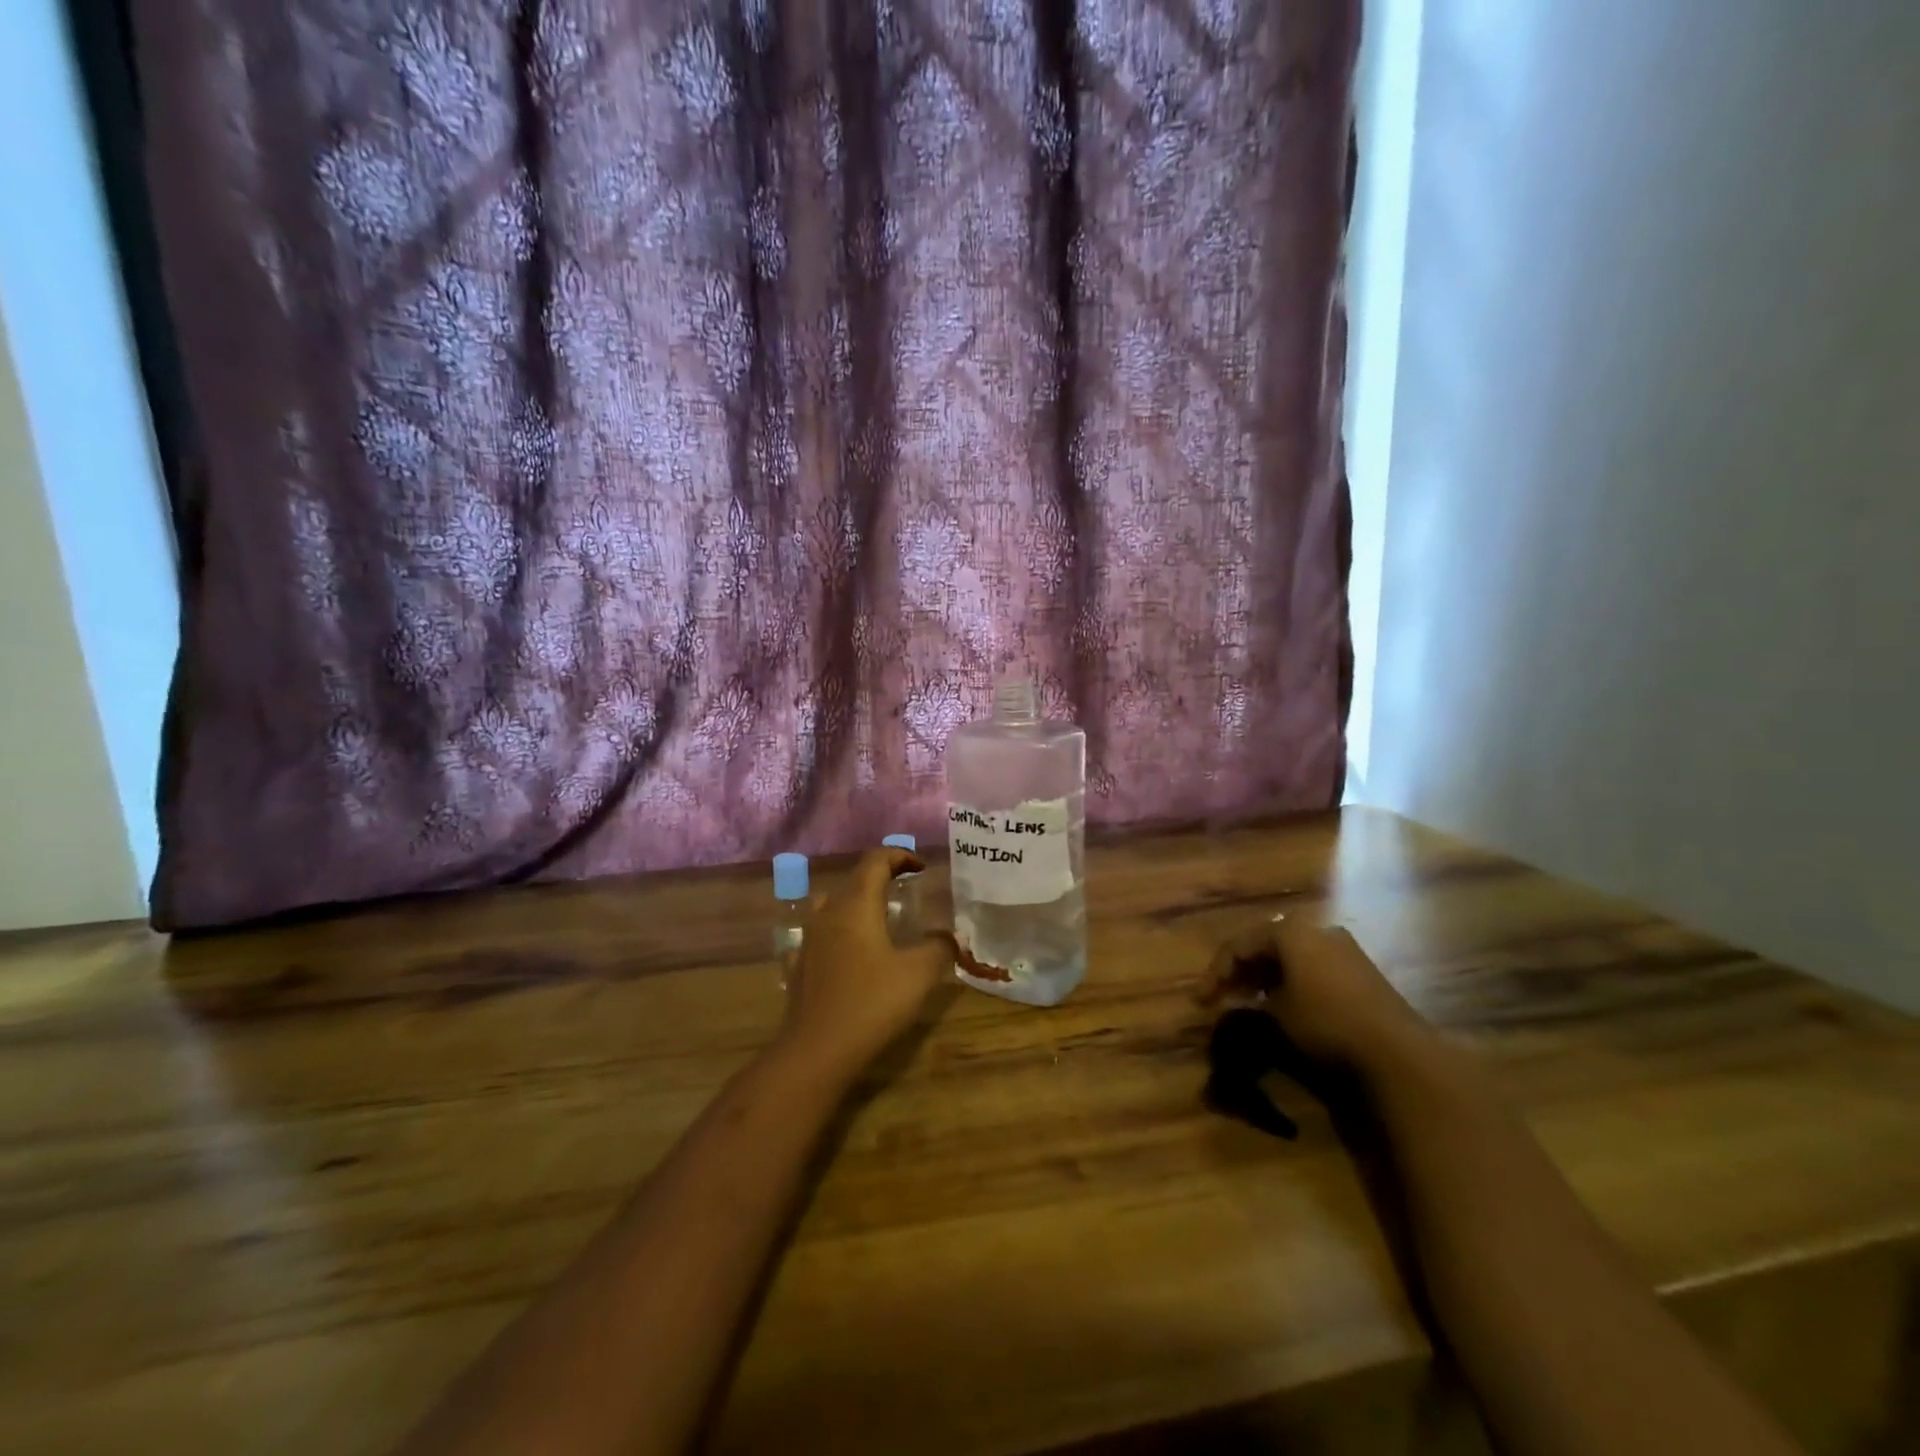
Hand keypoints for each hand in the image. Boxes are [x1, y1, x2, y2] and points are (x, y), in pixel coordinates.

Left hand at [777, 848, 956, 1080]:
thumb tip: (950, 936)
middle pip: (853, 880)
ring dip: (856, 903)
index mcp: (856, 905)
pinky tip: (848, 953)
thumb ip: (939, 948)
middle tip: (906, 888)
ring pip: (831, 905)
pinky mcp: (799, 967)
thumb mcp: (919, 974)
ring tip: (878, 918)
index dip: (899, 856)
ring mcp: (809, 940)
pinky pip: (820, 936)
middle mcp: (828, 913)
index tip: (921, 867)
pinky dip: (838, 933)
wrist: (817, 1051)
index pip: (875, 861)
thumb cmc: (871, 1003)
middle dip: (881, 877)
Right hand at [1196, 915, 1424, 1071]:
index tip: (1201, 1000)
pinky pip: (1312, 964)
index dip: (1216, 972)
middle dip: (1241, 969)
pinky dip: (1291, 979)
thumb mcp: (1277, 1015)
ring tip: (1250, 999)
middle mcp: (1315, 928)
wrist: (1397, 1050)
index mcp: (1289, 931)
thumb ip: (1251, 1002)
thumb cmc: (1325, 1023)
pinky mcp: (1360, 967)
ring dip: (1266, 974)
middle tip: (1223, 995)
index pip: (1239, 945)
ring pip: (1290, 954)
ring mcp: (1342, 946)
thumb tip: (1238, 1002)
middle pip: (1265, 944)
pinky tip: (1285, 1001)